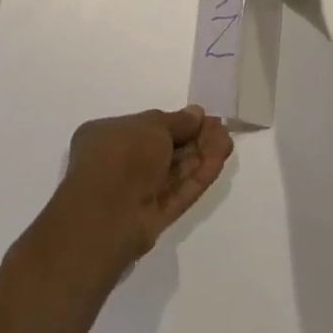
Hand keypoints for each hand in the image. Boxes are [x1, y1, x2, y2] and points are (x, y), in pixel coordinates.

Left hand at [49, 107, 233, 269]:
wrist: (105, 216)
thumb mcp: (151, 126)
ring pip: (174, 171)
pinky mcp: (151, 217)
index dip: (176, 122)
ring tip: (227, 142)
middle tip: (221, 128)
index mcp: (107, 136)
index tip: (202, 117)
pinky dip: (198, 177)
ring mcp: (136, 192)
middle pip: (164, 149)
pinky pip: (177, 192)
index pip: (146, 126)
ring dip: (201, 156)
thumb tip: (196, 114)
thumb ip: (177, 121)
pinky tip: (219, 160)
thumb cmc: (121, 155)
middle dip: (194, 138)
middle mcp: (120, 163)